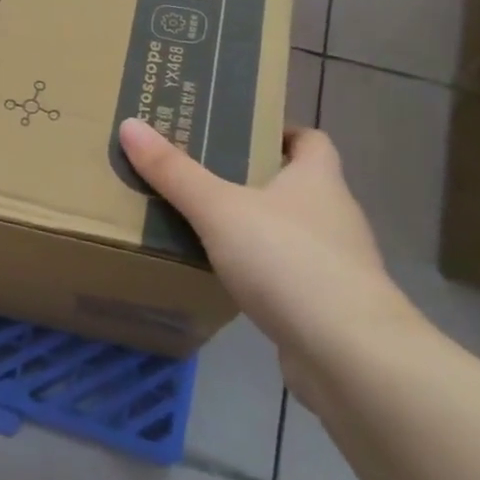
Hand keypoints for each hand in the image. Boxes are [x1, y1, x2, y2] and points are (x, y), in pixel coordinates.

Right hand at [117, 120, 423, 391]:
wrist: (349, 355)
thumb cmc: (288, 261)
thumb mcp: (219, 209)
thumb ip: (174, 171)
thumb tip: (130, 124)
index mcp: (318, 179)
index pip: (310, 140)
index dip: (279, 131)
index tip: (237, 133)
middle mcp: (334, 215)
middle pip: (295, 184)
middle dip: (252, 179)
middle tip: (199, 173)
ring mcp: (336, 264)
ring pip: (289, 231)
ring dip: (254, 227)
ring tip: (203, 225)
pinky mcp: (329, 305)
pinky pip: (288, 274)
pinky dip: (261, 271)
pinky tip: (226, 278)